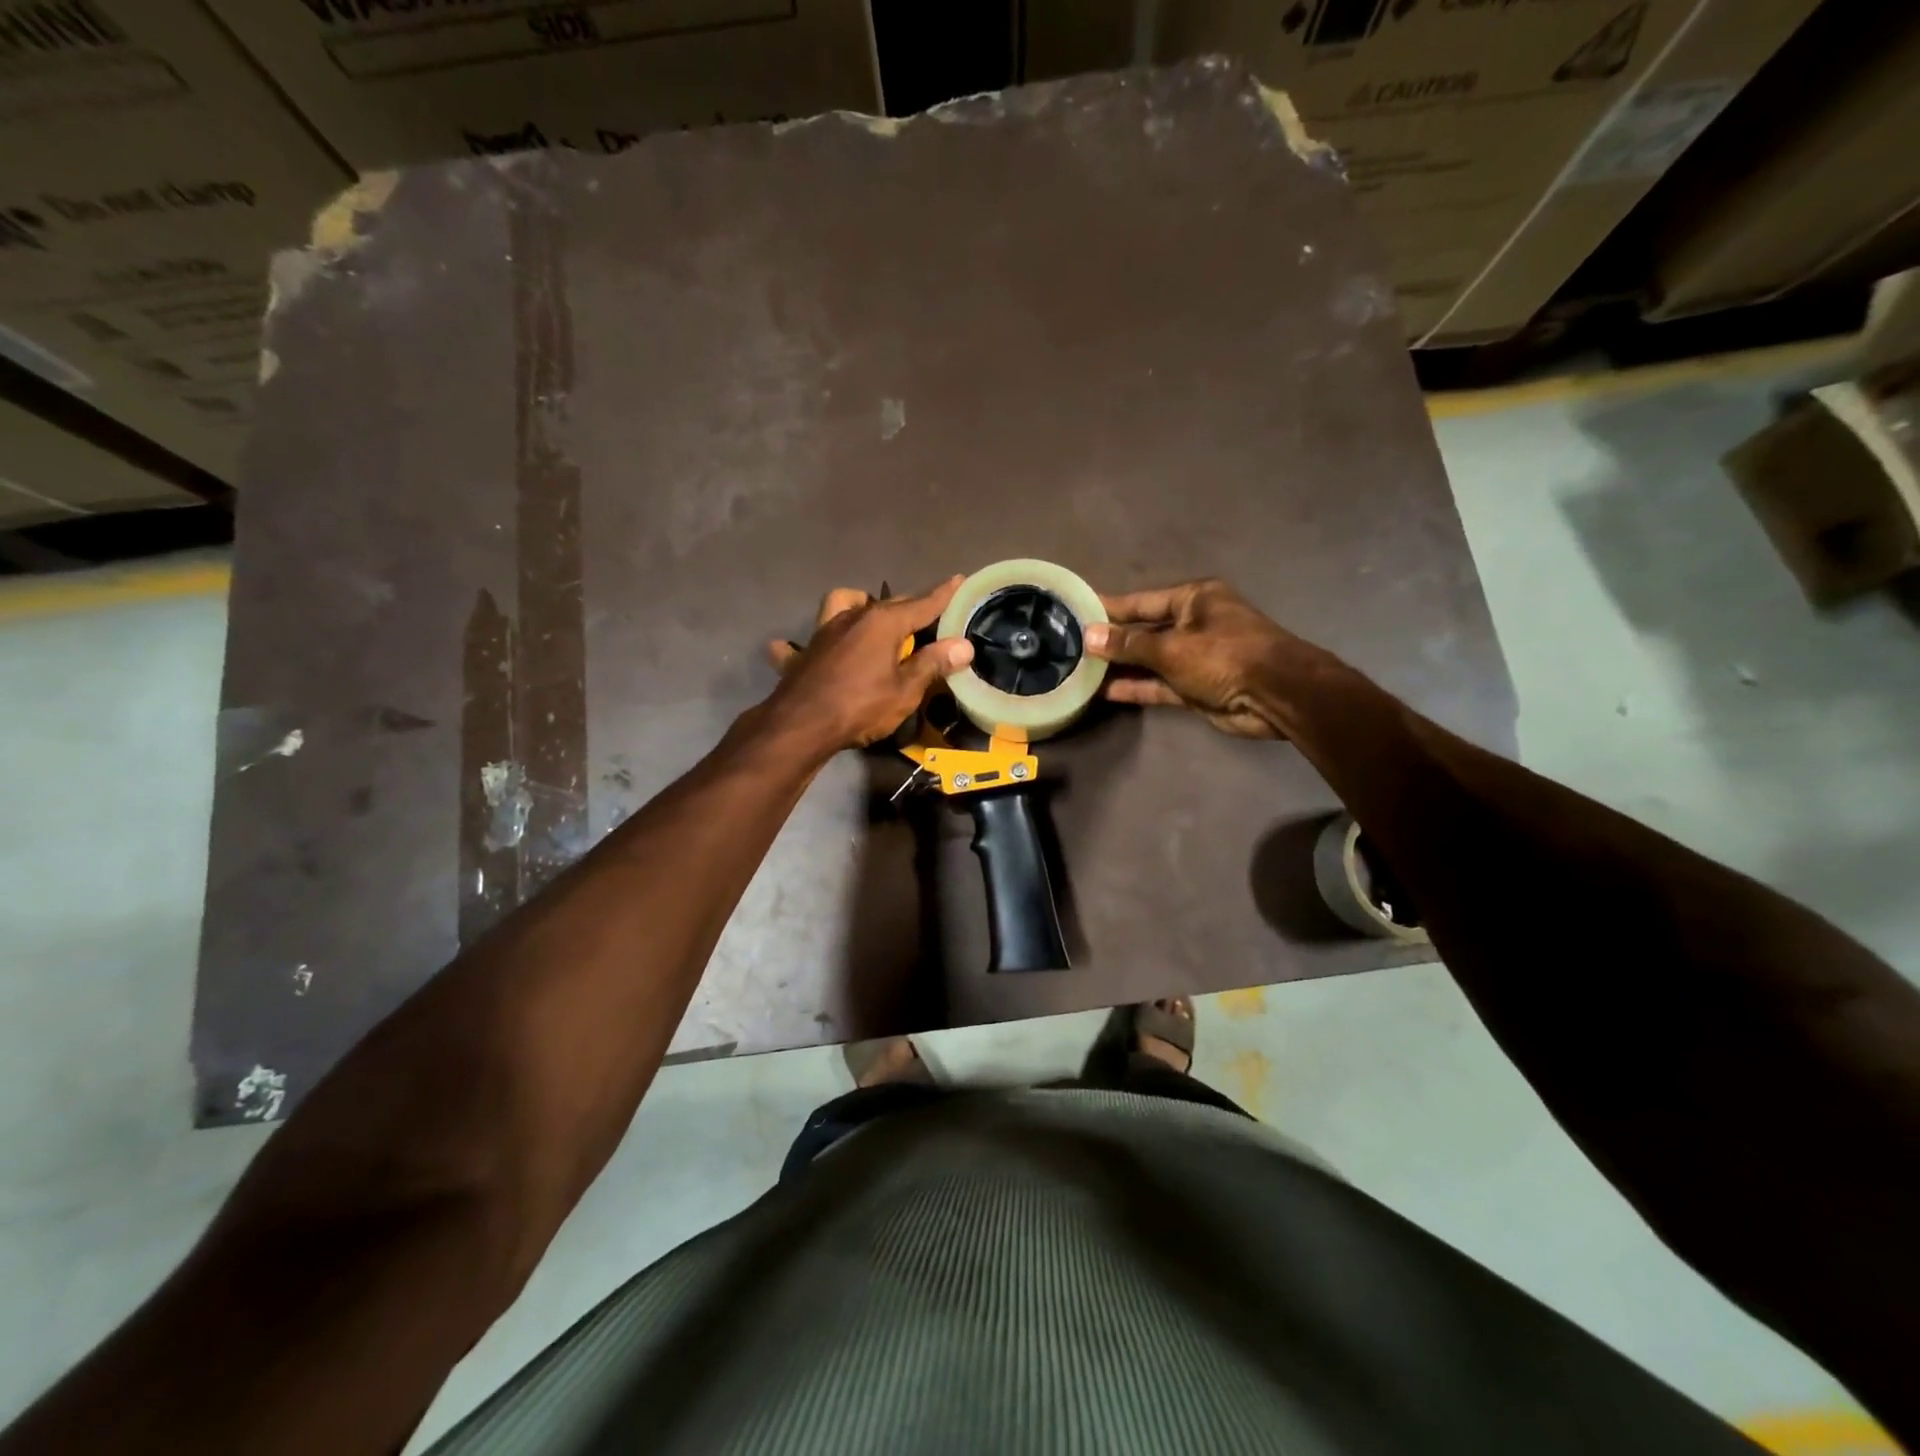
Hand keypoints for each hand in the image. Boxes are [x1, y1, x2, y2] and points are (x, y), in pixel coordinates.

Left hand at [762, 579, 973, 755]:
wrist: (800, 726)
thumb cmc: (861, 706)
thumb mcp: (906, 690)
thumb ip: (933, 664)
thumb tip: (963, 645)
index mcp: (883, 622)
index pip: (922, 604)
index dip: (943, 595)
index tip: (958, 579)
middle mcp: (853, 616)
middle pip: (888, 604)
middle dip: (909, 607)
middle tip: (926, 619)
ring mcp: (824, 632)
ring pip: (843, 604)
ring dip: (858, 606)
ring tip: (871, 622)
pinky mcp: (803, 653)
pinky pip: (806, 642)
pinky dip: (815, 645)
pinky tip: (818, 652)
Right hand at [1085, 579, 1302, 738]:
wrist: (1276, 695)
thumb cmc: (1225, 656)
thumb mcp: (1172, 647)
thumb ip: (1129, 643)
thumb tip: (1090, 635)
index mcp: (1194, 600)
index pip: (1141, 602)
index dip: (1109, 608)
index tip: (1077, 611)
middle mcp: (1193, 624)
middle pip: (1144, 630)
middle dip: (1112, 640)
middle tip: (1072, 645)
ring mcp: (1195, 658)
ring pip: (1149, 660)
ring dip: (1121, 666)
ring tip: (1081, 670)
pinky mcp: (1195, 687)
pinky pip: (1159, 684)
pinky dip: (1136, 687)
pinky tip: (1104, 691)